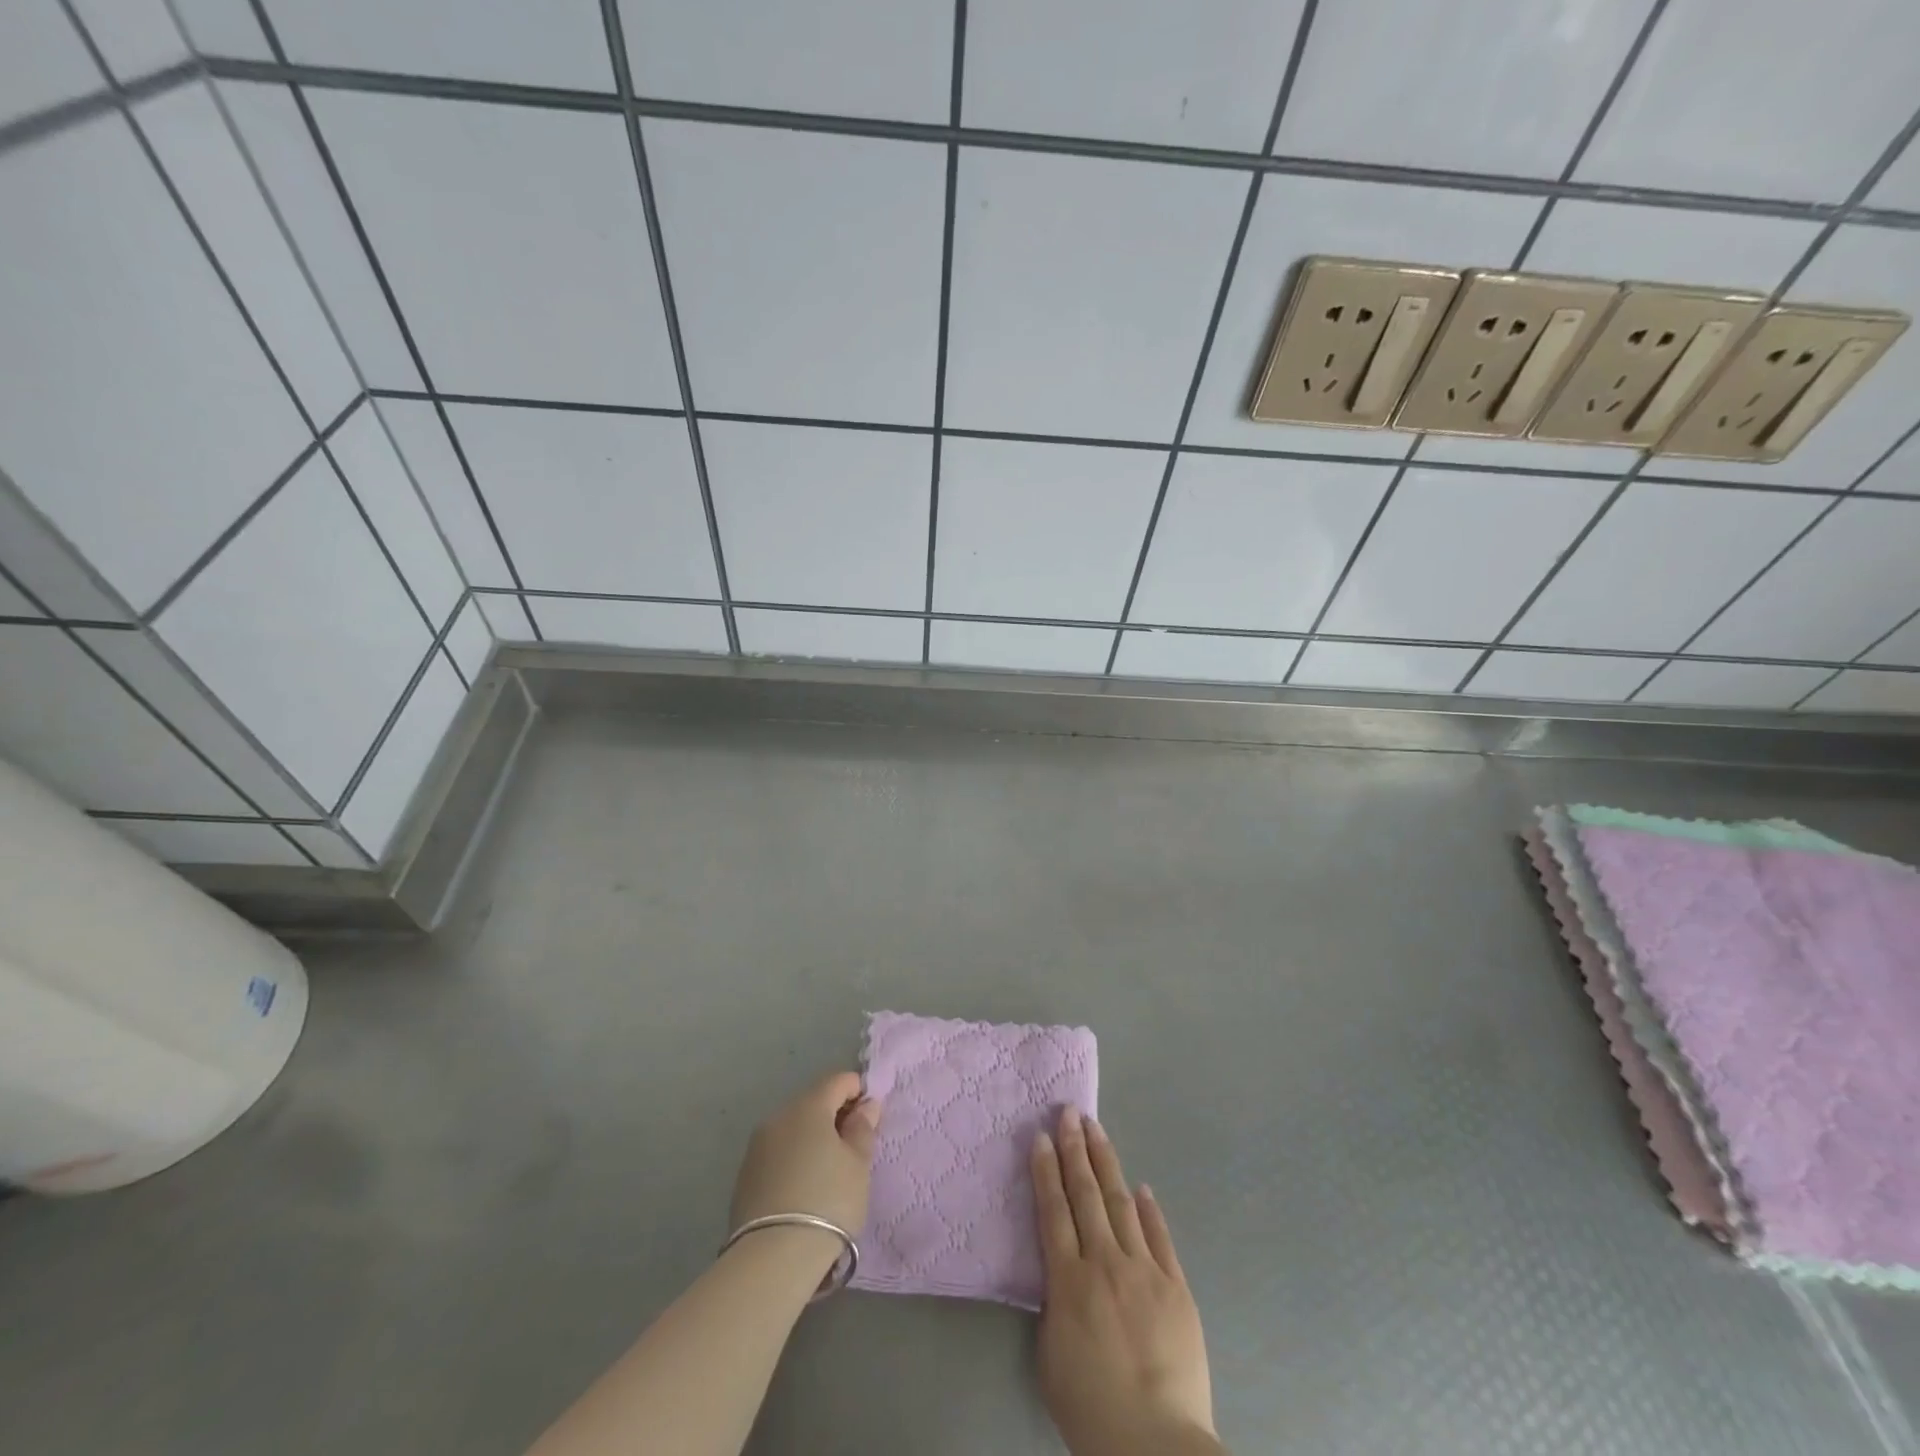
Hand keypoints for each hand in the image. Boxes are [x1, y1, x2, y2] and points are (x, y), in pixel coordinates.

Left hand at [729, 1072, 881, 1253]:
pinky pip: (778, 1153)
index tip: (870, 1117)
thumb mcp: (858, 1165)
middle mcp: (778, 1117)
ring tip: (829, 1170)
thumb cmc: (828, 1201)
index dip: (858, 1092)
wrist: (772, 1258)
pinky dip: (794, 1158)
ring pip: (793, 1129)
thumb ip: (863, 1129)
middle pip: (813, 1103)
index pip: (837, 1081)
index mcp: (808, 1106)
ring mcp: (757, 1146)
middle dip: (834, 1115)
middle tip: (854, 1146)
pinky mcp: (744, 1175)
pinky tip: (804, 1187)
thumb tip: (866, 1105)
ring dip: (813, 1138)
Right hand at [1031, 1107, 1218, 1455]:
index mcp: (1069, 1281)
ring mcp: (1144, 1270)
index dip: (1046, 1170)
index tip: (1041, 1136)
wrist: (1156, 1443)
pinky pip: (1160, 1237)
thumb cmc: (1091, 1408)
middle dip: (1075, 1149)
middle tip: (1069, 1112)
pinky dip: (1149, 1210)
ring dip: (1107, 1163)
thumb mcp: (1052, 1355)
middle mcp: (1105, 1262)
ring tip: (1096, 1130)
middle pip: (1086, 1194)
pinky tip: (1141, 1188)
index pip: (1053, 1210)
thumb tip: (1064, 1272)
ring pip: (1121, 1203)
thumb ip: (1055, 1304)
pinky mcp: (1176, 1286)